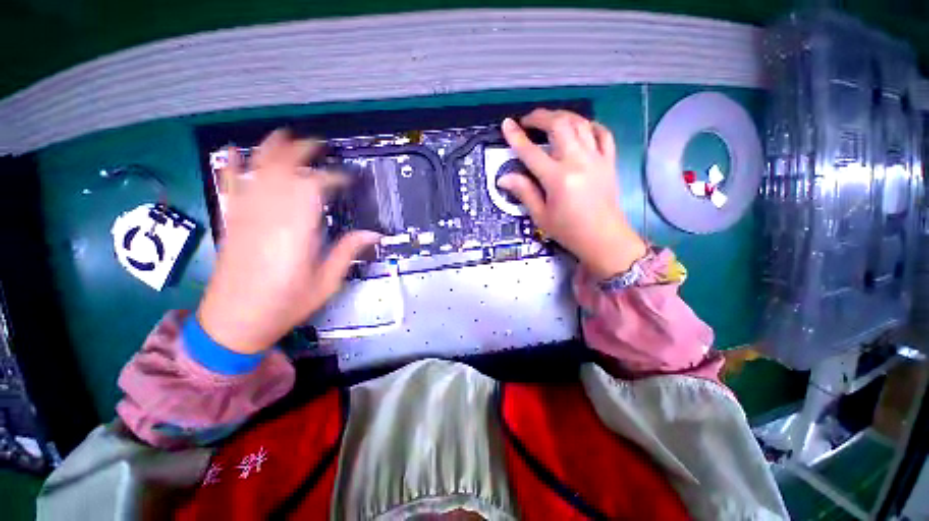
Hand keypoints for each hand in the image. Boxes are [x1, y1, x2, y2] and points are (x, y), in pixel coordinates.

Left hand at [198, 130, 379, 353]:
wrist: (235, 322)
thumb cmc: (285, 304)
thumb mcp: (327, 283)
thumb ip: (348, 253)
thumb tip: (374, 234)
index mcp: (297, 231)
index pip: (313, 188)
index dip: (332, 177)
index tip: (347, 178)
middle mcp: (269, 216)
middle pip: (283, 171)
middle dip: (301, 153)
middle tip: (320, 145)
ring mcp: (246, 216)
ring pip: (257, 172)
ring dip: (271, 150)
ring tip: (285, 135)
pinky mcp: (233, 222)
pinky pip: (230, 187)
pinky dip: (231, 166)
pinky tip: (234, 150)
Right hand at [500, 109, 646, 278]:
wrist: (604, 239)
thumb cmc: (569, 231)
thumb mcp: (541, 216)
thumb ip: (524, 192)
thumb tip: (504, 178)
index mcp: (558, 178)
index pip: (531, 152)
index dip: (516, 137)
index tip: (507, 124)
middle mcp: (578, 162)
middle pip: (559, 125)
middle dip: (541, 117)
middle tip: (528, 120)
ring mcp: (597, 159)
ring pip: (580, 124)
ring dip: (563, 116)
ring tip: (549, 120)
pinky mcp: (609, 161)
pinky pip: (603, 134)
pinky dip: (590, 125)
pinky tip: (581, 128)